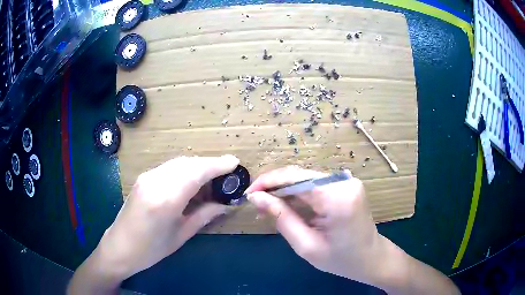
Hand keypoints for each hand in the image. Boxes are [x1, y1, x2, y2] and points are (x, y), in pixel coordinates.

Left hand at [94, 155, 238, 278]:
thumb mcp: (181, 235)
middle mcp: (155, 181)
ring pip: (179, 163)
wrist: (119, 247)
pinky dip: (185, 170)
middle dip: (209, 164)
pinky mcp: (143, 177)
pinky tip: (191, 182)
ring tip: (212, 179)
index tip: (234, 163)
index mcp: (166, 199)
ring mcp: (147, 177)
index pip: (196, 172)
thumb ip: (204, 215)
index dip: (217, 165)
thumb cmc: (151, 249)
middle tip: (226, 174)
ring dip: (197, 166)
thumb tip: (225, 204)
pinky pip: (169, 168)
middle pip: (188, 163)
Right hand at [245, 166, 385, 282]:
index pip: (295, 178)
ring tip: (268, 207)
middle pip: (300, 175)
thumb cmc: (341, 260)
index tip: (248, 194)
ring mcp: (347, 181)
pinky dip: (298, 193)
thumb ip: (281, 218)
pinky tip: (287, 205)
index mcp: (337, 197)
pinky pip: (315, 184)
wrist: (371, 258)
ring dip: (285, 190)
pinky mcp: (346, 185)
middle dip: (275, 187)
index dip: (268, 182)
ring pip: (306, 178)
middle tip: (256, 203)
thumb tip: (256, 197)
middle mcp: (344, 182)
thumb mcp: (306, 245)